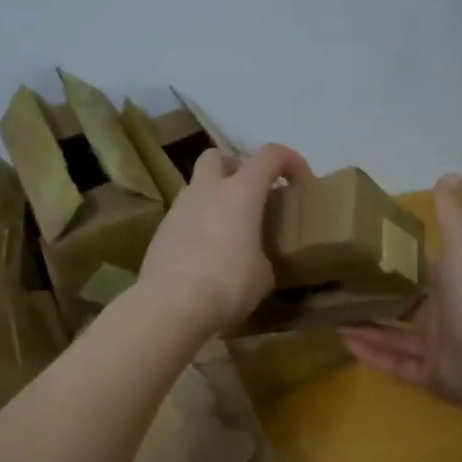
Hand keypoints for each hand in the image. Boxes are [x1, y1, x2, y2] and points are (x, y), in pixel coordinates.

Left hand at [138, 143, 314, 334]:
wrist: (171, 305)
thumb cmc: (227, 284)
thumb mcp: (263, 274)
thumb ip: (263, 253)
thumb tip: (255, 257)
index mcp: (240, 192)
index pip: (269, 155)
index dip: (290, 160)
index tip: (301, 182)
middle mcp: (206, 190)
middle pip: (218, 157)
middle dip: (236, 168)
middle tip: (251, 196)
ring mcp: (178, 209)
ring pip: (197, 187)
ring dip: (214, 199)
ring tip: (229, 231)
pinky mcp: (160, 232)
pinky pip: (184, 217)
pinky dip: (198, 224)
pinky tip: (206, 253)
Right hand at [339, 174, 461, 407]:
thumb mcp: (460, 247)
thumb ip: (451, 215)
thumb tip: (450, 174)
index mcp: (454, 288)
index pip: (422, 274)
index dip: (396, 266)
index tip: (363, 256)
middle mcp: (446, 318)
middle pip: (405, 308)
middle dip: (375, 300)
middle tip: (338, 288)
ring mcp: (437, 350)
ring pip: (395, 338)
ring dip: (366, 327)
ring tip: (332, 315)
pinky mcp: (427, 376)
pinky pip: (394, 364)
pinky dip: (370, 354)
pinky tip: (343, 342)